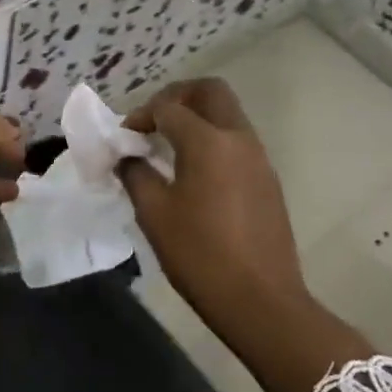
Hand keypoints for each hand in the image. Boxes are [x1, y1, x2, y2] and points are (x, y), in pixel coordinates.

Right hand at [120, 79, 370, 391]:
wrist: (260, 300)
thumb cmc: (199, 254)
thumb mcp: (154, 214)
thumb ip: (136, 174)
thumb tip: (127, 157)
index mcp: (208, 142)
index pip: (169, 107)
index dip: (141, 115)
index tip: (124, 138)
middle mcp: (239, 139)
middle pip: (211, 92)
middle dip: (178, 97)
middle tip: (153, 122)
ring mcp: (259, 159)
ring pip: (228, 115)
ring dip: (197, 119)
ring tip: (168, 149)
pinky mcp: (267, 181)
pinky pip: (237, 142)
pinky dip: (213, 142)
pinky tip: (193, 174)